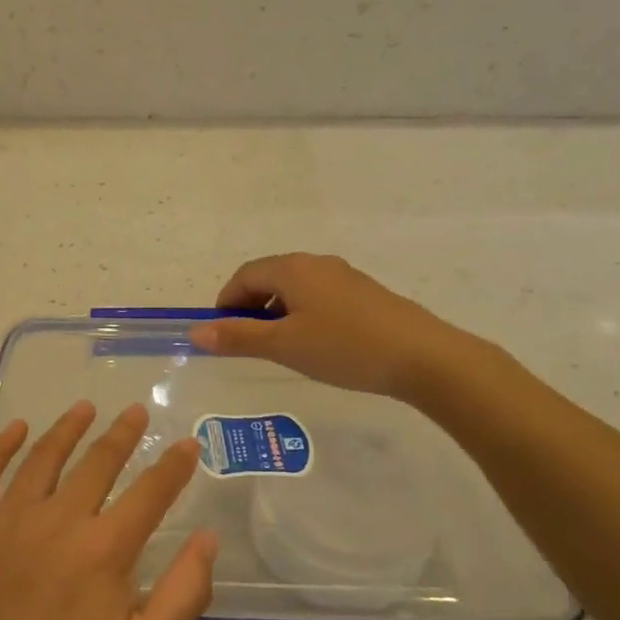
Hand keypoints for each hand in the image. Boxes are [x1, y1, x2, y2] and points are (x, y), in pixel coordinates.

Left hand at [0, 403, 215, 619]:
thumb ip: (184, 594)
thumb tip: (209, 538)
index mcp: (103, 550)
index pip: (149, 492)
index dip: (173, 466)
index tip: (187, 444)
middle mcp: (57, 520)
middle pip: (97, 463)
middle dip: (122, 434)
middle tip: (135, 412)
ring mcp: (5, 519)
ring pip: (43, 457)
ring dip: (68, 428)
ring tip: (85, 407)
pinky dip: (0, 445)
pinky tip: (16, 429)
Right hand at [188, 252, 477, 400]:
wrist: (423, 356)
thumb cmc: (344, 347)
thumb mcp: (284, 346)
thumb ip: (239, 337)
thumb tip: (196, 332)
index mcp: (293, 269)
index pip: (245, 275)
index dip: (226, 301)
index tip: (221, 332)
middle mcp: (317, 264)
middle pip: (270, 277)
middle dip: (250, 306)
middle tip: (246, 342)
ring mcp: (344, 277)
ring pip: (296, 288)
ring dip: (277, 311)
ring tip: (280, 346)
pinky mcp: (365, 294)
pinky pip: (319, 296)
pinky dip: (303, 314)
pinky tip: (316, 344)